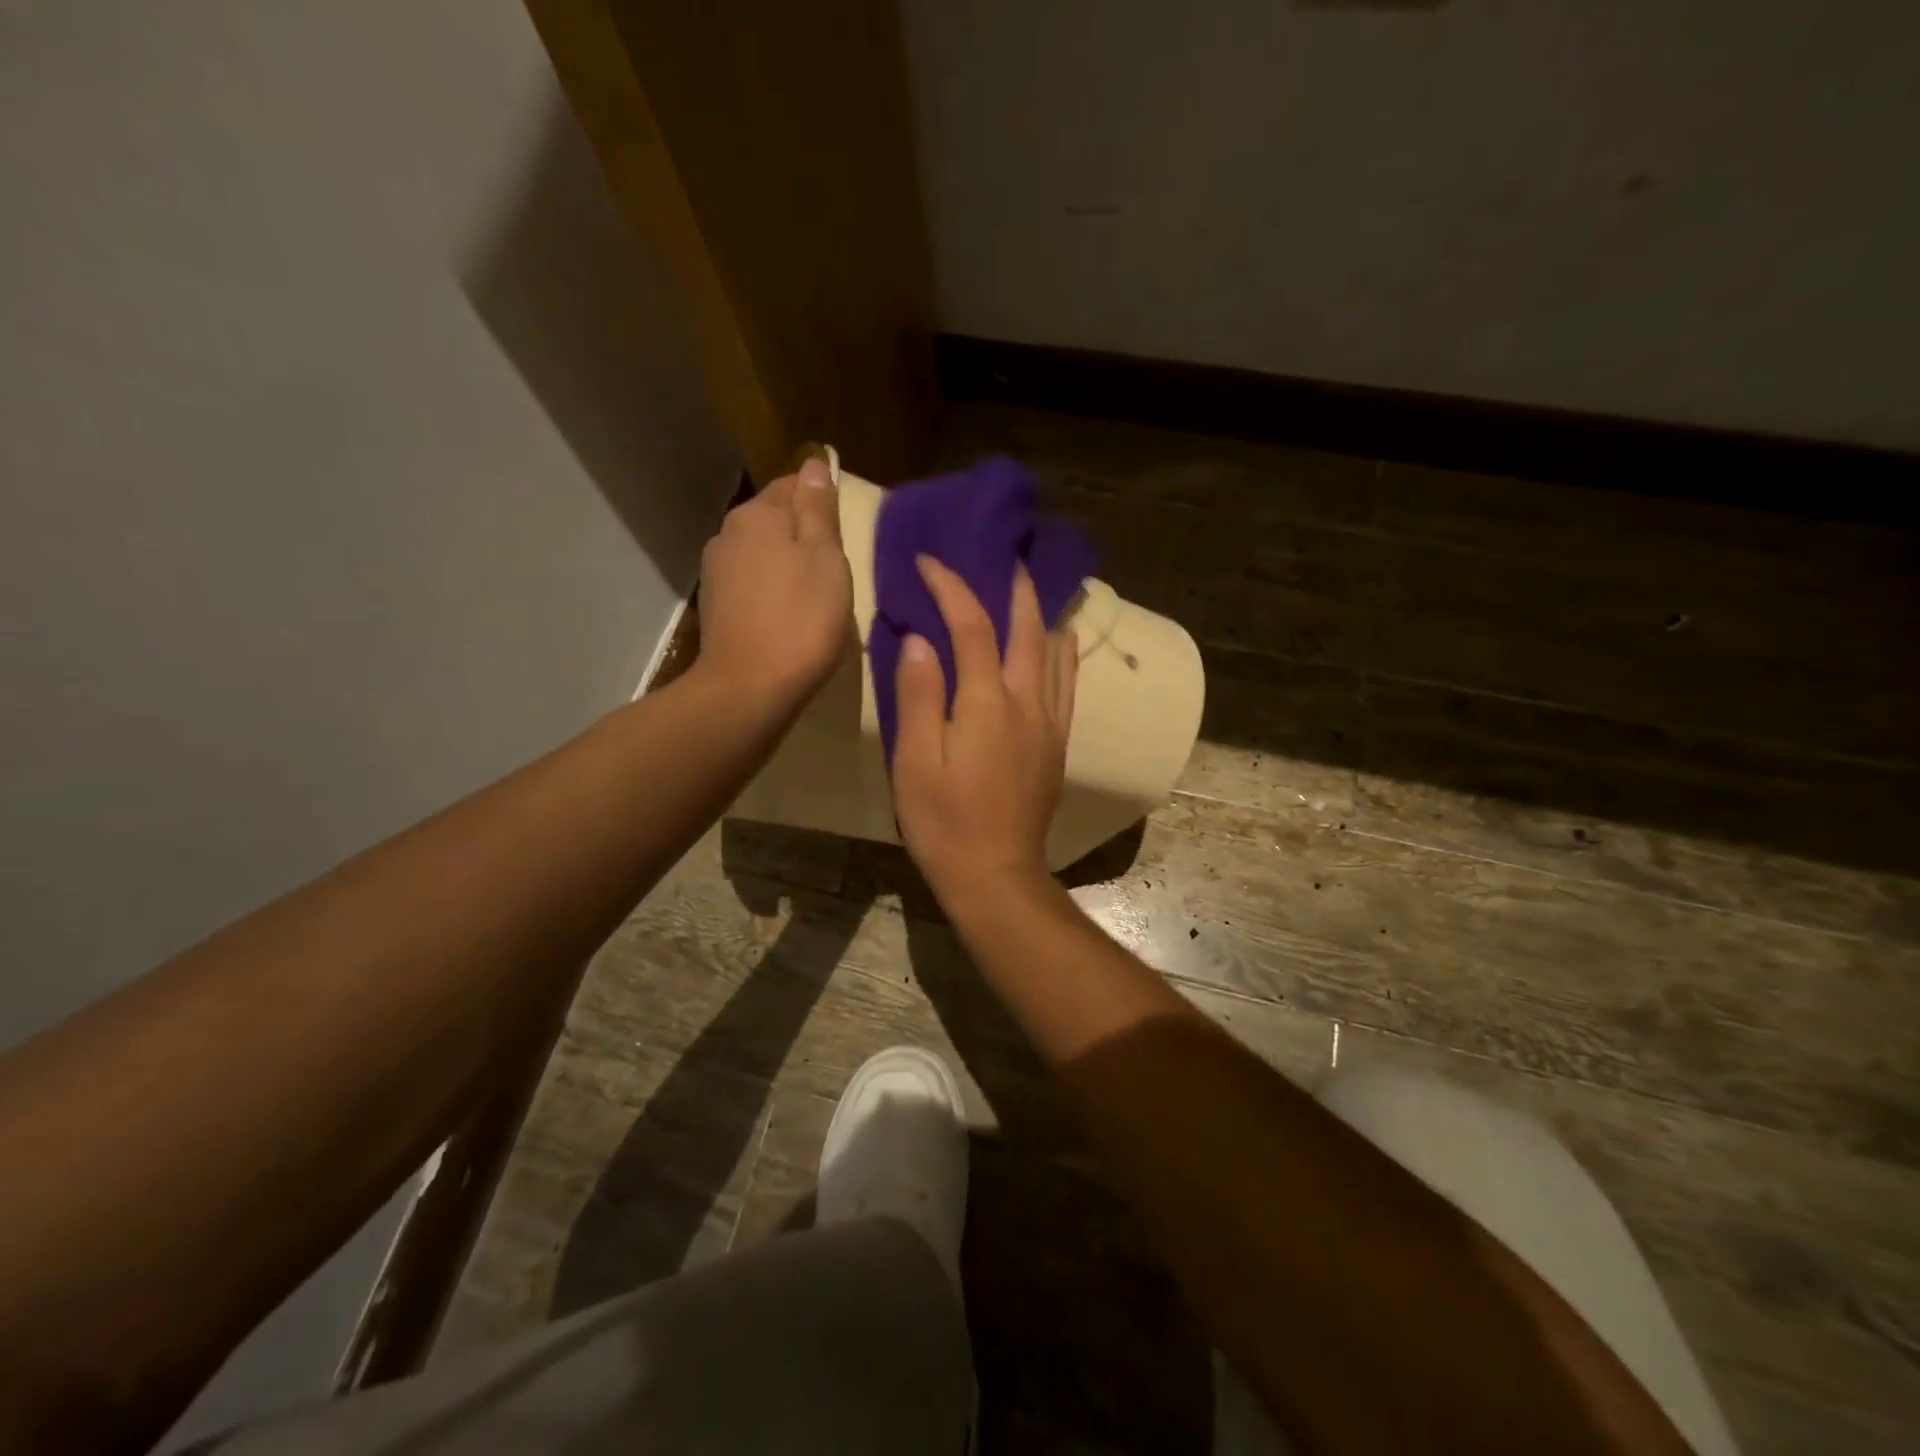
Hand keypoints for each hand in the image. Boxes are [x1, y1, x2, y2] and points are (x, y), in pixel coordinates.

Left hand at [696, 456, 852, 712]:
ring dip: (786, 562)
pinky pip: (751, 582)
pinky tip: (788, 613)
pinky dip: (771, 588)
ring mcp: (716, 571)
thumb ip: (819, 509)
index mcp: (758, 515)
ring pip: (761, 552)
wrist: (749, 687)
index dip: (822, 501)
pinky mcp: (715, 606)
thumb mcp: (826, 559)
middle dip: (803, 533)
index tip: (844, 530)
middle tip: (836, 564)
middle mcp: (729, 533)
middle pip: (774, 519)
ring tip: (814, 592)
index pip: (793, 485)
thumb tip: (815, 464)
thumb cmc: (801, 620)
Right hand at [891, 556, 1077, 903]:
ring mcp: (1049, 723)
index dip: (951, 587)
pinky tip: (1061, 644)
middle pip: (1027, 630)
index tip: (929, 562)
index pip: (971, 626)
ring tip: (1034, 590)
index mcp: (987, 701)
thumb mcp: (915, 759)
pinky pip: (1067, 685)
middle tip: (1006, 558)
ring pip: (1055, 653)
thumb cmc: (944, 819)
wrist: (995, 872)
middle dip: (1015, 589)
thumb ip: (919, 694)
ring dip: (1043, 615)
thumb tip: (921, 639)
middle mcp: (1027, 702)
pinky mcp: (1057, 744)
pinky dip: (1064, 654)